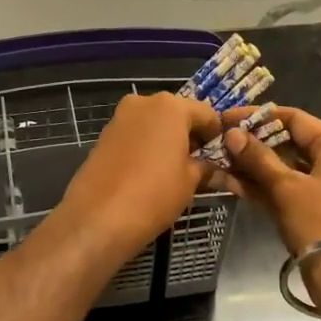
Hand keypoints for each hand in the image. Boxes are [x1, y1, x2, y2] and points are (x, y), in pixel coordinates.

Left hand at [55, 93, 222, 260]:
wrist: (98, 217)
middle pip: (176, 114)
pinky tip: (149, 173)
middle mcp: (143, 103)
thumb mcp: (190, 181)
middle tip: (198, 163)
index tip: (221, 155)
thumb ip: (204, 166)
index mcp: (171, 106)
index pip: (206, 113)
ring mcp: (119, 118)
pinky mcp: (103, 136)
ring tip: (173, 170)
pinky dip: (145, 147)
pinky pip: (134, 135)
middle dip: (189, 135)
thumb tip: (212, 167)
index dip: (216, 134)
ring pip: (153, 124)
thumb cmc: (154, 194)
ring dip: (166, 140)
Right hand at [208, 106, 320, 255]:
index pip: (294, 119)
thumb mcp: (286, 187)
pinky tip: (228, 183)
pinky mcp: (311, 212)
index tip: (227, 118)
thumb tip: (232, 134)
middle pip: (287, 143)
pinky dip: (259, 187)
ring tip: (216, 162)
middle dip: (251, 144)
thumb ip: (257, 158)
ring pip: (281, 169)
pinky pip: (282, 191)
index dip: (259, 117)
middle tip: (218, 142)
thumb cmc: (320, 221)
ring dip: (250, 167)